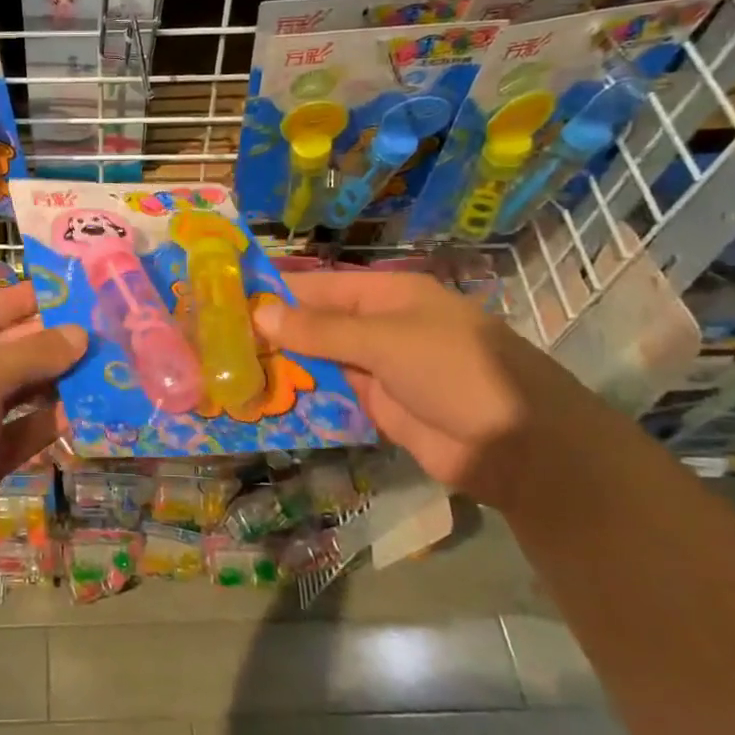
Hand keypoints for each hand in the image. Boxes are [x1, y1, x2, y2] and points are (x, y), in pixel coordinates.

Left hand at [0, 283, 85, 598]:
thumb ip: (31, 354)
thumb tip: (79, 334)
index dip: (29, 298)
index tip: (78, 288)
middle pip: (8, 350)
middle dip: (53, 341)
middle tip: (108, 329)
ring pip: (21, 392)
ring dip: (60, 381)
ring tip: (110, 365)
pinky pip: (26, 431)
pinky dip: (53, 421)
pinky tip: (92, 410)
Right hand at [253, 272, 606, 506]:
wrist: (522, 447)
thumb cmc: (458, 373)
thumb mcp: (386, 341)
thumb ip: (321, 331)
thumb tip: (258, 312)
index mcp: (387, 295)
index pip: (317, 286)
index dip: (274, 292)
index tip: (223, 299)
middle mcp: (379, 327)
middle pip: (314, 325)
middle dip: (270, 332)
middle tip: (212, 341)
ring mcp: (378, 369)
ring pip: (317, 362)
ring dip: (280, 367)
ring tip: (224, 371)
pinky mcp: (377, 408)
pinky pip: (330, 397)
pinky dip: (300, 397)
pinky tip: (260, 401)